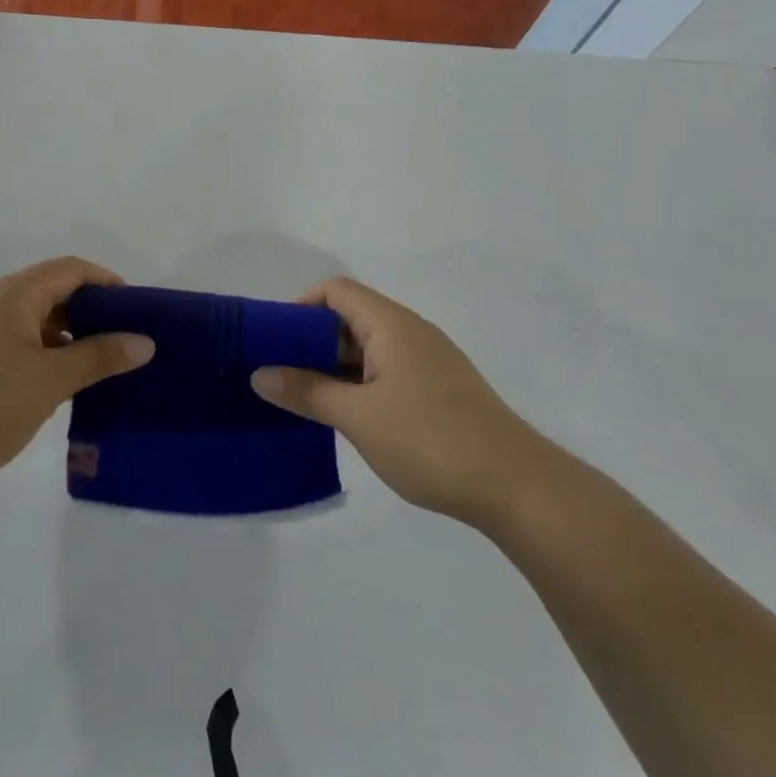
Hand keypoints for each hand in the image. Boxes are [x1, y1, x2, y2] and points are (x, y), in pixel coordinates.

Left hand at [0, 256, 155, 498]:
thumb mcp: (50, 380)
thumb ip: (99, 357)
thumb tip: (145, 342)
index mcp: (13, 294)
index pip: (71, 270)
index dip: (108, 283)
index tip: (138, 312)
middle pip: (53, 292)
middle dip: (91, 313)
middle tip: (125, 343)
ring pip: (34, 321)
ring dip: (68, 338)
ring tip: (99, 368)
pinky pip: (16, 343)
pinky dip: (44, 355)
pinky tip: (59, 386)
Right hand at [251, 277, 551, 528]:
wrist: (516, 485)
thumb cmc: (430, 441)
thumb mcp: (358, 417)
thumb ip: (307, 391)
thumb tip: (259, 373)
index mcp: (391, 324)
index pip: (335, 290)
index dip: (299, 306)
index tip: (272, 342)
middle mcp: (409, 331)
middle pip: (349, 315)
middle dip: (309, 339)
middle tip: (279, 373)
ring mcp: (427, 359)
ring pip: (367, 346)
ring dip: (333, 364)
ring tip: (303, 397)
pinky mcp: (437, 387)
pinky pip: (385, 368)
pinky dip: (357, 381)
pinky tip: (344, 414)